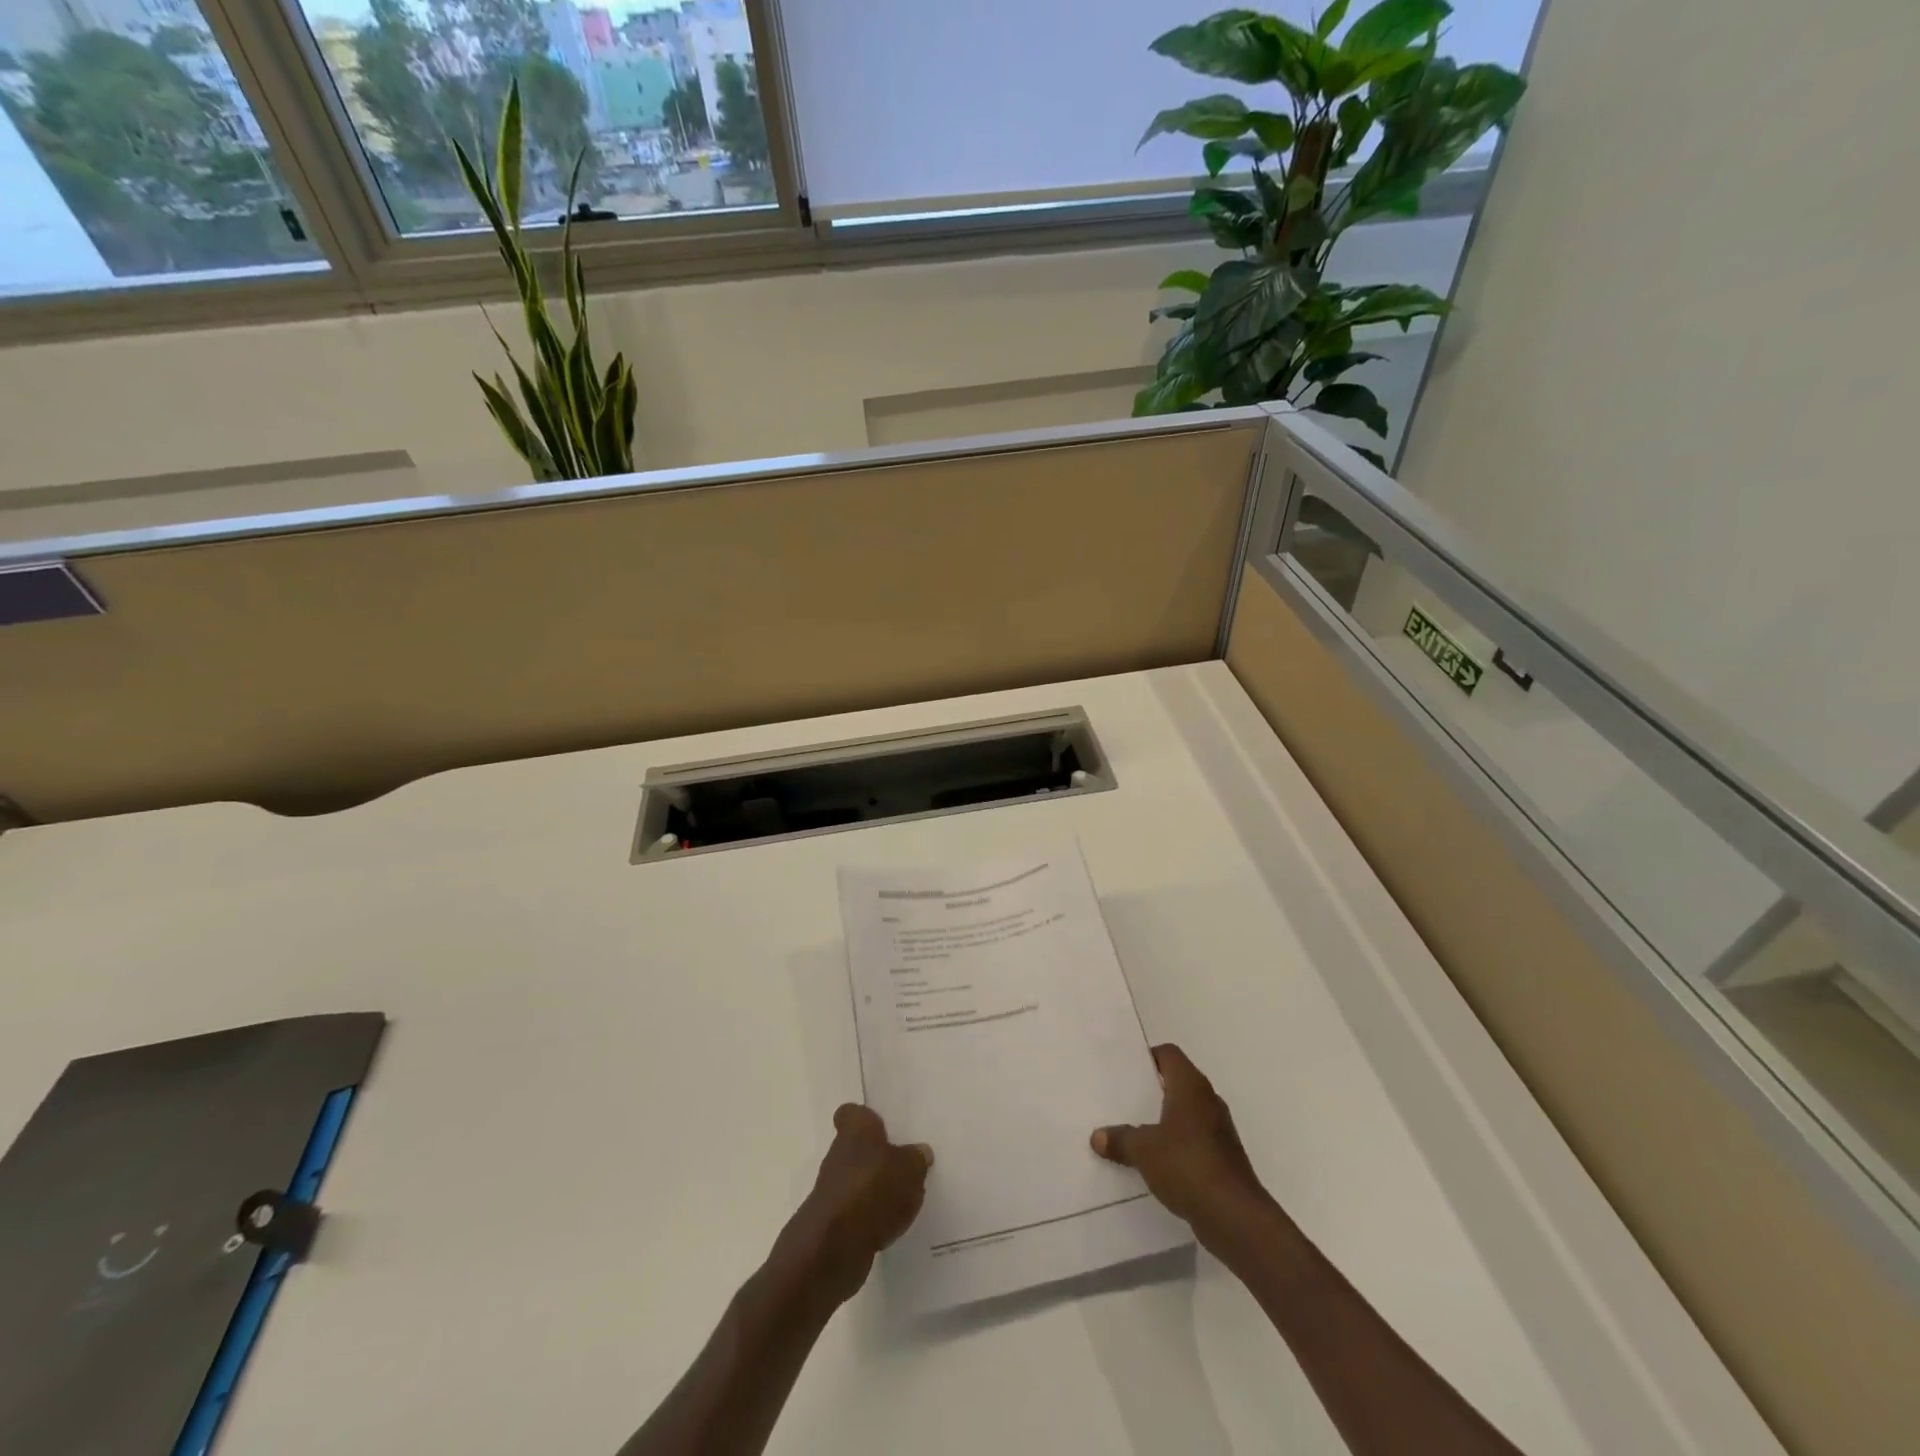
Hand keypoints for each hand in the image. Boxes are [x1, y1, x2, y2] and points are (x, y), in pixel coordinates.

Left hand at [774, 1104, 931, 1304]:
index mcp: (855, 1130)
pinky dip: (871, 1217)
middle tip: (906, 1163)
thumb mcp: (909, 1168)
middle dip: (878, 1156)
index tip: (883, 1126)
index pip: (852, 1113)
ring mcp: (833, 1191)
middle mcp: (839, 1155)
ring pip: (858, 1181)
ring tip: (905, 1198)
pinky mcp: (833, 1224)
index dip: (865, 1118)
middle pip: (857, 1148)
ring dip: (875, 1189)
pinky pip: (857, 1212)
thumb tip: (920, 1152)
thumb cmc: (873, 1190)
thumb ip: (916, 1159)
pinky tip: (892, 1226)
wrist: (833, 1248)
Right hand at [1092, 1044, 1267, 1246]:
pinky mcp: (1223, 1158)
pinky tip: (1154, 1162)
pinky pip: (1192, 1141)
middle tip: (1121, 1100)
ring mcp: (1219, 1130)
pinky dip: (1175, 1146)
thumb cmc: (1188, 1166)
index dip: (1147, 1058)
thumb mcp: (1143, 1150)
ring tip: (1132, 1132)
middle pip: (1176, 1083)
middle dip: (1150, 1091)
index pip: (1168, 1054)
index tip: (1124, 1071)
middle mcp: (1208, 1101)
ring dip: (1162, 1121)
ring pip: (1184, 1114)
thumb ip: (1120, 1139)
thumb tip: (1098, 1136)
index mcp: (1191, 1086)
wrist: (1235, 1217)